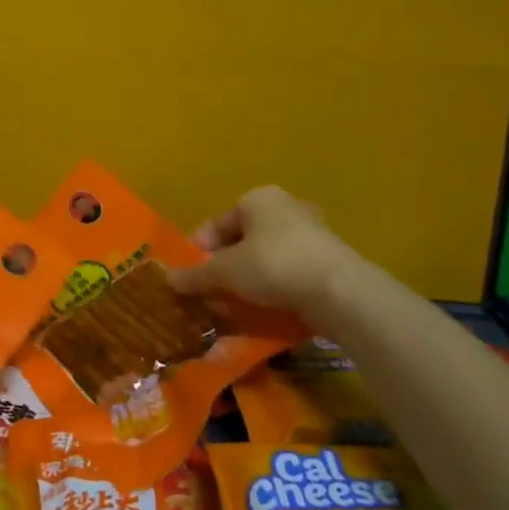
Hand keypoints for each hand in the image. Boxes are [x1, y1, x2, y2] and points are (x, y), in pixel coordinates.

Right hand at [167, 185, 357, 323]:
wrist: (340, 291)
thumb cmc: (274, 265)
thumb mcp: (226, 272)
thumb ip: (196, 276)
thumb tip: (168, 280)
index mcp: (258, 198)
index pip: (217, 224)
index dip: (198, 251)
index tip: (188, 278)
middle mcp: (285, 208)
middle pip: (242, 241)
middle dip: (224, 268)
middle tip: (211, 294)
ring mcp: (311, 234)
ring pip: (266, 258)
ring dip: (248, 281)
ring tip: (235, 306)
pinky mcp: (328, 261)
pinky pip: (289, 273)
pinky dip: (274, 289)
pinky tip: (265, 311)